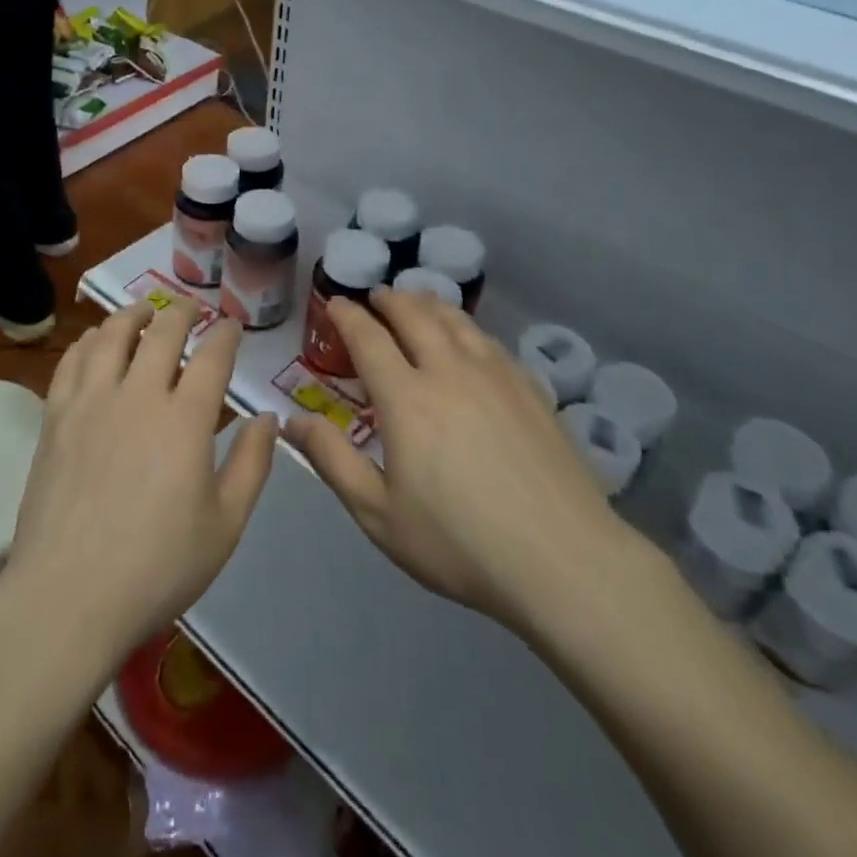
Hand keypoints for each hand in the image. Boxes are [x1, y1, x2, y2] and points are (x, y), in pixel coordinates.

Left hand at [0, 301, 278, 668]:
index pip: (212, 356)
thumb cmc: (157, 567)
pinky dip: (88, 341)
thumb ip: (252, 465)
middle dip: (182, 311)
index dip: (225, 334)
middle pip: (162, 331)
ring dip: (132, 314)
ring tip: (143, 311)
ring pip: (111, 335)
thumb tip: (267, 418)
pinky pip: (71, 361)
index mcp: (185, 419)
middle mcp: (138, 394)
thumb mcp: (225, 525)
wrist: (68, 596)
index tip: (231, 326)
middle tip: (191, 307)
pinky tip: (94, 342)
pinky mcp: (55, 417)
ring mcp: (91, 402)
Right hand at [284, 290, 634, 637]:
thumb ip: (332, 461)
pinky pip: (489, 340)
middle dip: (390, 299)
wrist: (564, 561)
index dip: (348, 315)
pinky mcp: (530, 388)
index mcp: (407, 398)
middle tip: (376, 296)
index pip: (369, 338)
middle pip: (415, 315)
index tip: (336, 303)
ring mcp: (496, 375)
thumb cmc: (460, 543)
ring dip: (428, 303)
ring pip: (455, 320)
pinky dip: (465, 326)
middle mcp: (449, 371)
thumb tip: (292, 422)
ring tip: (416, 301)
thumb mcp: (379, 514)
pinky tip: (468, 338)